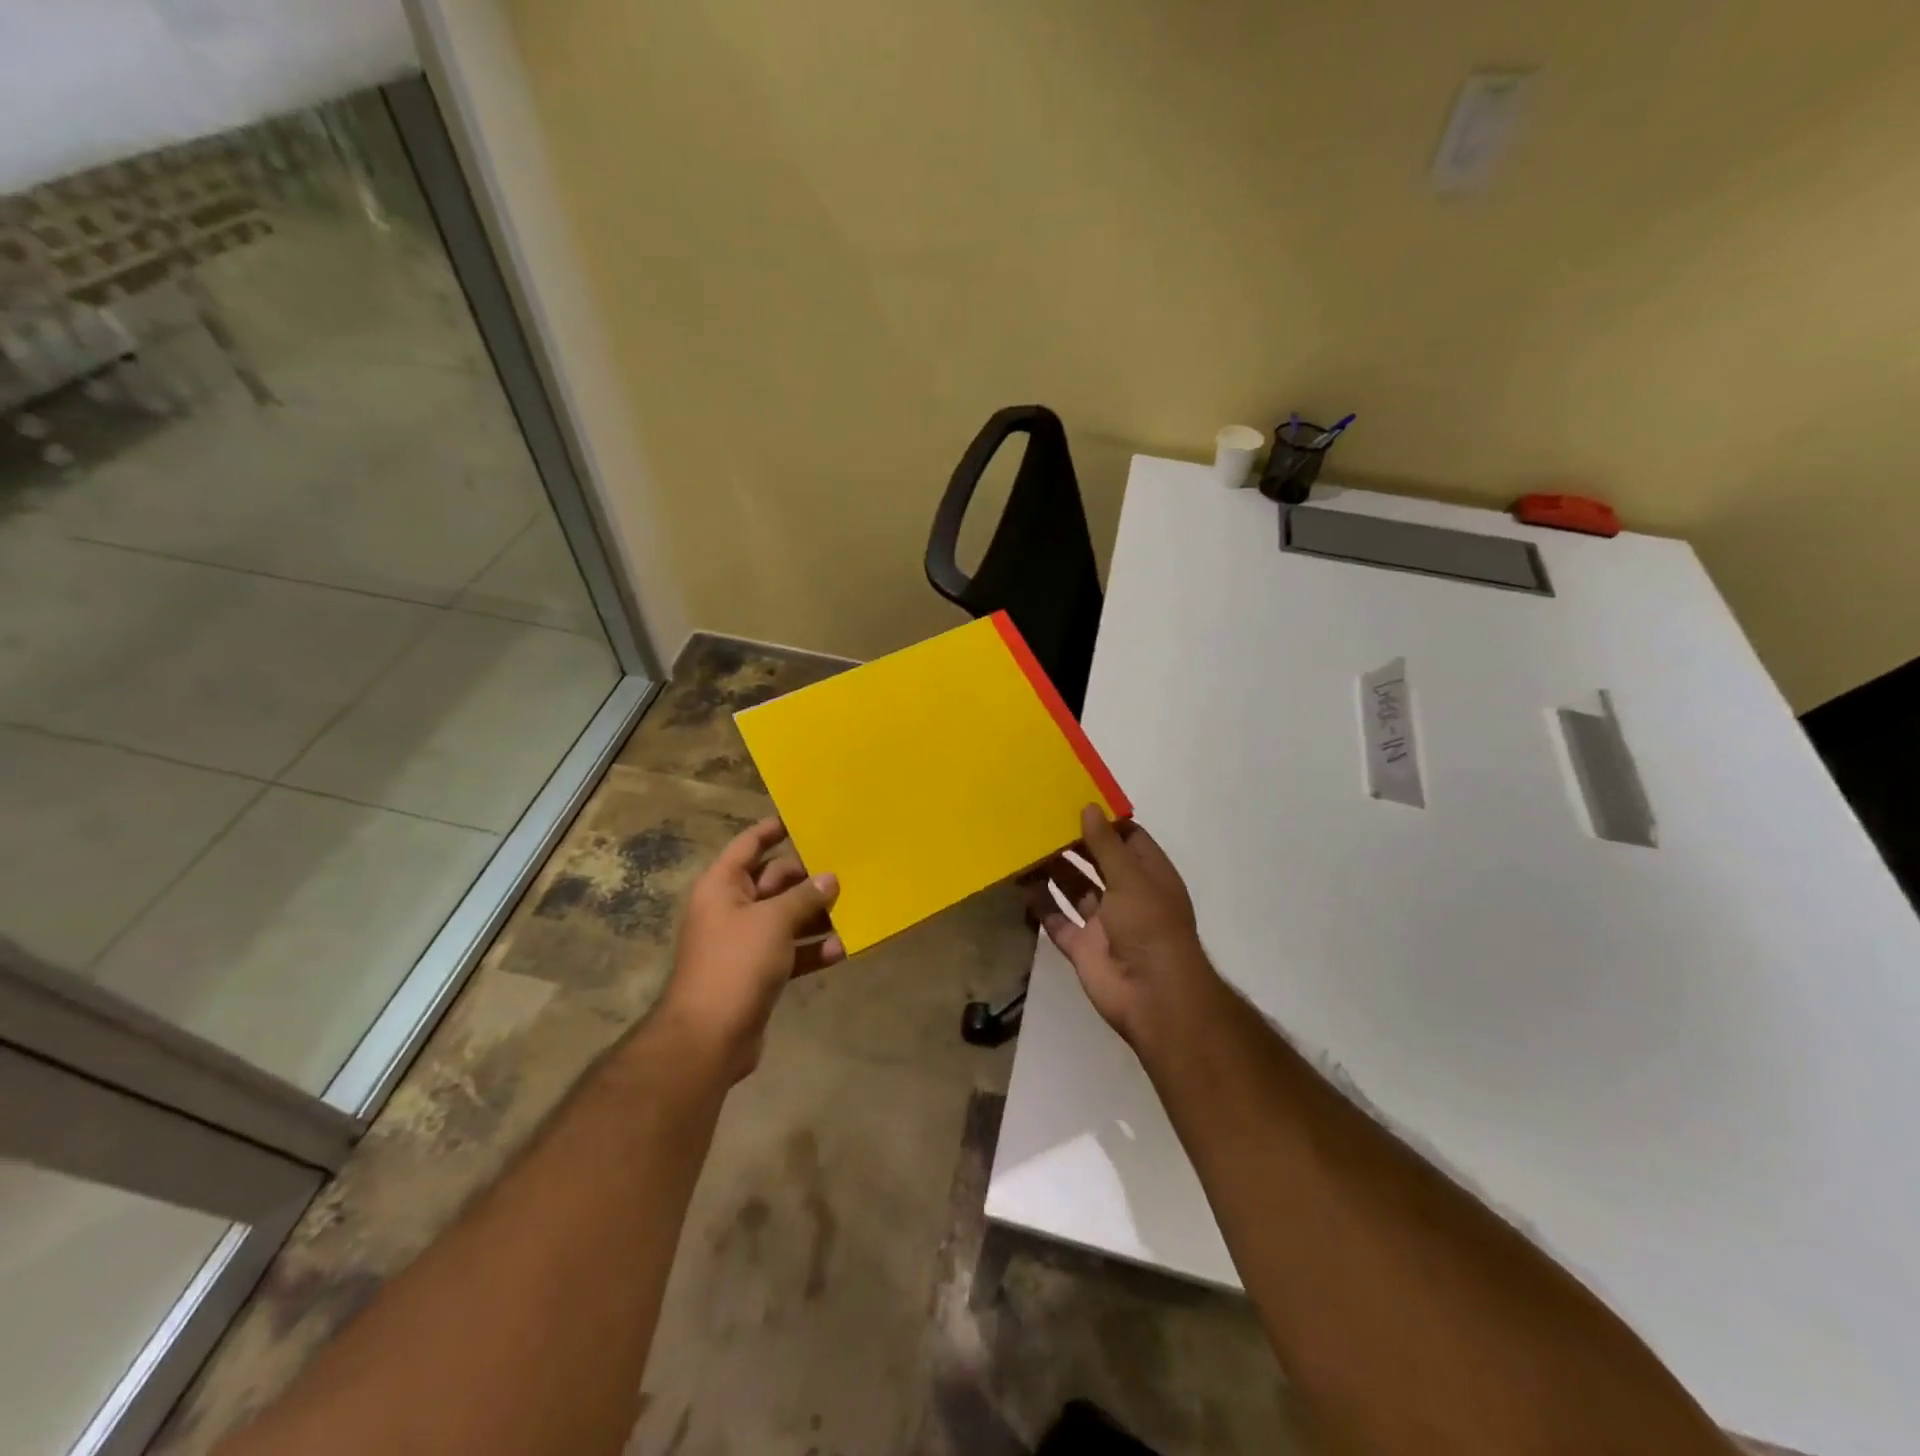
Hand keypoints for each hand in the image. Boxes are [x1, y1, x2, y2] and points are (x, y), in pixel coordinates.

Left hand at [659, 817, 842, 1080]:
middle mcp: (731, 908)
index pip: (749, 844)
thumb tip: (830, 878)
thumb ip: (804, 896)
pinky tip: (843, 949)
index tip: (805, 820)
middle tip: (847, 870)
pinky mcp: (759, 972)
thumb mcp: (774, 921)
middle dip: (809, 878)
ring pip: (787, 917)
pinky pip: (791, 951)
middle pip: (774, 881)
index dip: (773, 829)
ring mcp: (745, 941)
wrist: (709, 1037)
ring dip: (816, 915)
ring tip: (854, 908)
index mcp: (722, 885)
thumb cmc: (735, 964)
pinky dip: (813, 949)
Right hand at [1027, 805, 1215, 1050]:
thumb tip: (1089, 807)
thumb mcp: (1130, 878)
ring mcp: (1104, 923)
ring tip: (1025, 847)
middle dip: (1073, 844)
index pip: (1128, 840)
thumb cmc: (1149, 926)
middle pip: (1097, 862)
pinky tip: (1021, 886)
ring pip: (1075, 890)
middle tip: (1040, 821)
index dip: (1105, 822)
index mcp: (1148, 876)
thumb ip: (1106, 844)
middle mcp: (1127, 896)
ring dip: (1054, 871)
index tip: (1075, 801)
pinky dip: (1042, 906)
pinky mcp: (1083, 947)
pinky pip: (1058, 921)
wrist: (1152, 995)